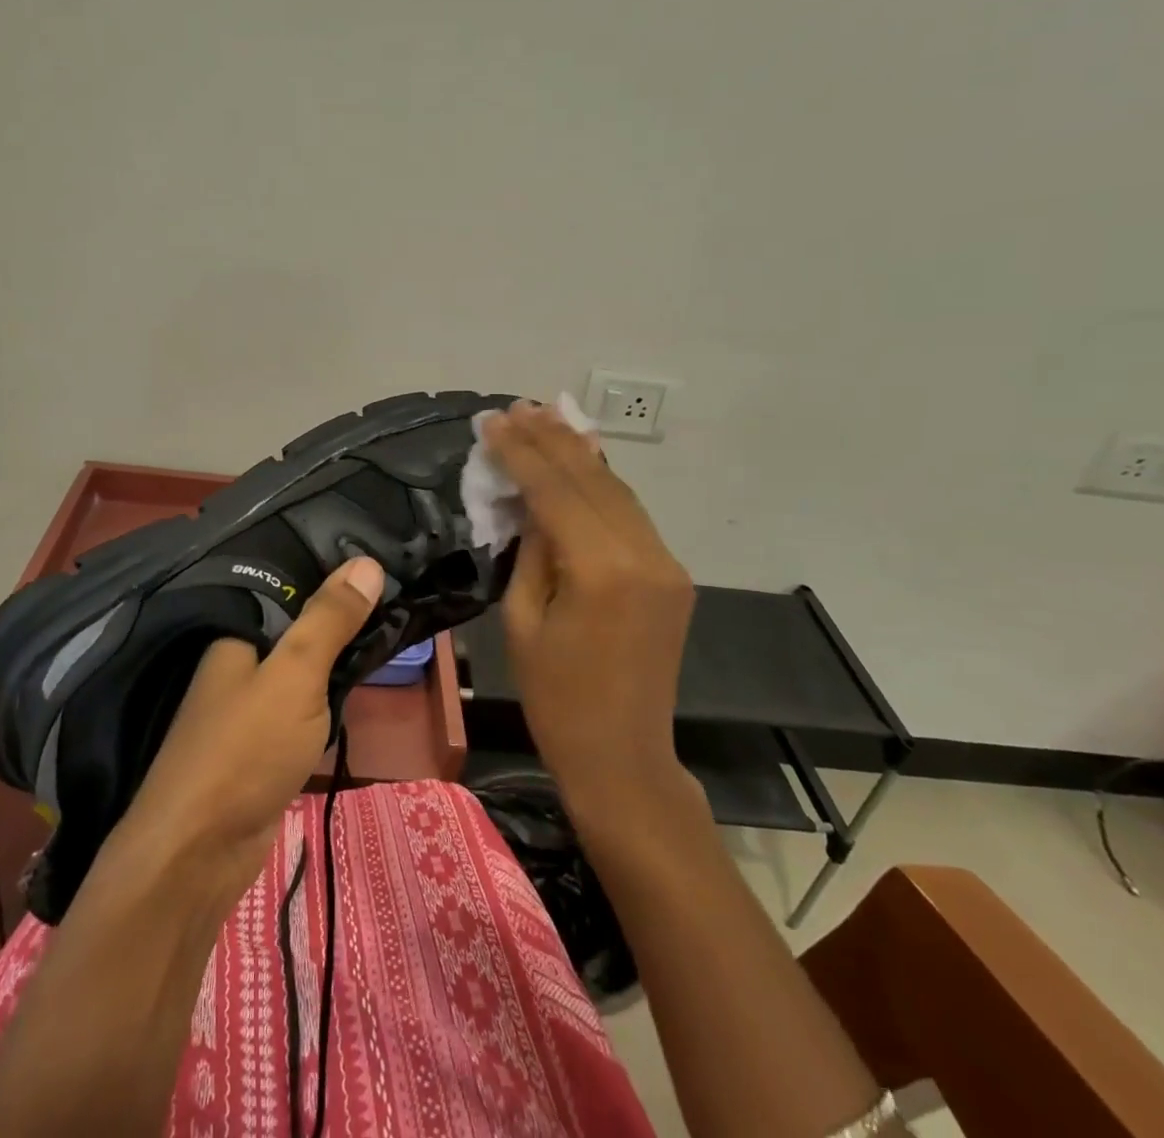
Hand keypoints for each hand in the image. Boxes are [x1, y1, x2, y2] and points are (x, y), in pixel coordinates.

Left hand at [113, 556, 385, 904]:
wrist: (197, 856)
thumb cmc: (245, 750)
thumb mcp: (295, 674)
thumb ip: (329, 620)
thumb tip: (368, 561)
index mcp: (235, 635)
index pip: (289, 589)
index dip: (332, 577)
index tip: (382, 563)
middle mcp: (237, 664)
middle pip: (297, 630)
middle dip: (341, 619)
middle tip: (399, 597)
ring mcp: (248, 708)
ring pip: (303, 671)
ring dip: (337, 660)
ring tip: (390, 629)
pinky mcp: (262, 747)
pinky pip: (302, 707)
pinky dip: (327, 698)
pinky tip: (357, 686)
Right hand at [481, 402, 695, 803]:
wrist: (623, 756)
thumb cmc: (556, 698)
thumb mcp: (522, 620)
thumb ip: (531, 550)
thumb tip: (530, 501)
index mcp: (601, 571)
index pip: (556, 491)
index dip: (521, 452)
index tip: (492, 421)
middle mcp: (643, 555)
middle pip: (592, 479)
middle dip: (550, 439)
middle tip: (516, 407)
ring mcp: (666, 562)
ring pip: (617, 489)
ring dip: (579, 452)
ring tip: (544, 418)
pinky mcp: (671, 573)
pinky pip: (630, 514)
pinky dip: (601, 483)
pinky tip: (580, 458)